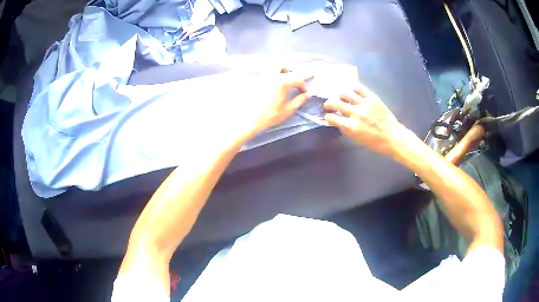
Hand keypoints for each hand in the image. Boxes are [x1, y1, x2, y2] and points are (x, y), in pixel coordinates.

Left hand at [235, 68, 312, 140]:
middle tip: (293, 79)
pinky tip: (270, 85)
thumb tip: (307, 95)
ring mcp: (260, 76)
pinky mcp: (252, 81)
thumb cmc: (269, 116)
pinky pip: (263, 73)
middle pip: (282, 66)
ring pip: (271, 67)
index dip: (303, 85)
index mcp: (282, 81)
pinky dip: (270, 76)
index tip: (304, 92)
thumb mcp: (287, 110)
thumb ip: (299, 101)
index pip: (297, 78)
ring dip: (279, 71)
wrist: (246, 119)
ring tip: (282, 80)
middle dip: (290, 71)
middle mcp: (271, 74)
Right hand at [323, 86, 415, 155]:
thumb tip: (337, 121)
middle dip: (328, 104)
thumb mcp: (357, 140)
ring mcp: (364, 104)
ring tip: (340, 97)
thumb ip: (345, 129)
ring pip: (345, 93)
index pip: (332, 118)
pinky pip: (359, 89)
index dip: (327, 117)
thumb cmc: (375, 142)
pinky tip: (352, 92)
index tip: (328, 117)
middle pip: (335, 103)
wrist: (393, 137)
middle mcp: (355, 113)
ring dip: (340, 95)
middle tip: (328, 104)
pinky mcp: (372, 98)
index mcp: (351, 126)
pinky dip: (353, 89)